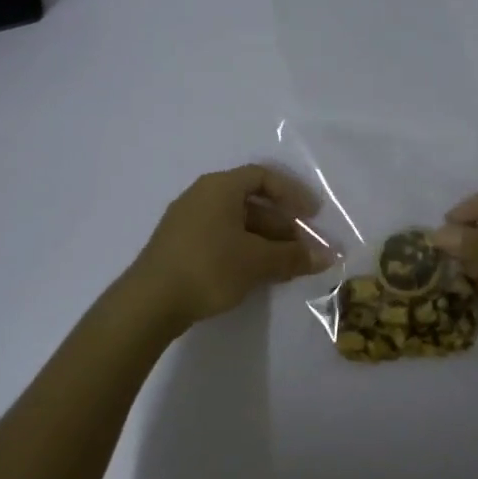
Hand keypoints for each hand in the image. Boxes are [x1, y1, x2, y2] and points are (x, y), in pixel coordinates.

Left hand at [123, 165, 332, 332]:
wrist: (150, 301)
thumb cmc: (209, 267)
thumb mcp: (257, 261)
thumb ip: (293, 256)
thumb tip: (327, 256)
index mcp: (219, 187)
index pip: (263, 177)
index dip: (292, 193)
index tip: (313, 215)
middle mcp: (201, 196)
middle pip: (251, 201)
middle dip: (282, 224)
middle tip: (304, 247)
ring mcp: (187, 221)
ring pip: (236, 223)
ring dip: (265, 240)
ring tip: (286, 265)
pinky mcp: (180, 246)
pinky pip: (221, 238)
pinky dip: (244, 250)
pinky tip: (257, 273)